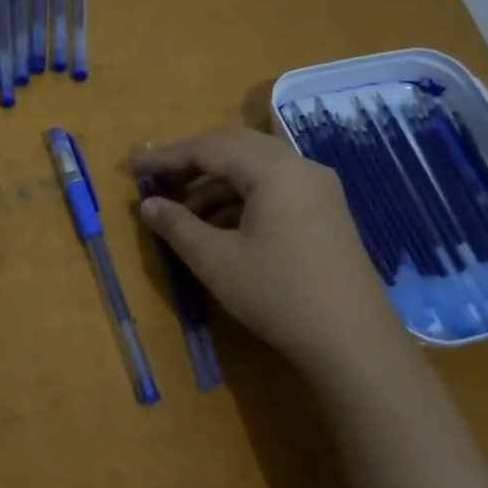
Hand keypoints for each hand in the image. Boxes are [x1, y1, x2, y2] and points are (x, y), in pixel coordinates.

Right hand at [131, 128, 399, 369]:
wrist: (352, 340)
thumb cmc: (278, 294)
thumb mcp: (216, 260)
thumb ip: (177, 226)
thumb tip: (148, 205)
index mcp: (274, 170)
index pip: (210, 147)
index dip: (168, 156)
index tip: (134, 168)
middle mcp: (300, 167)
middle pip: (235, 148)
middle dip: (192, 163)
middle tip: (157, 182)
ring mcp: (317, 190)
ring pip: (255, 170)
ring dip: (215, 185)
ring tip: (181, 215)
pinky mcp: (324, 213)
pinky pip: (273, 190)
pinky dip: (240, 200)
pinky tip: (218, 228)